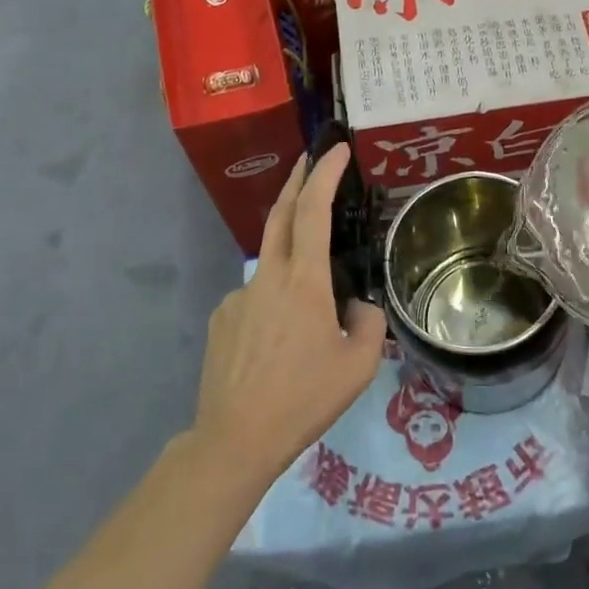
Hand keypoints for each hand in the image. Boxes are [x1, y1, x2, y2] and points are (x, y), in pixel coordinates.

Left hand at [191, 145, 386, 489]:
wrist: (234, 439)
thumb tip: (354, 306)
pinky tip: (280, 342)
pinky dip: (274, 302)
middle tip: (310, 159)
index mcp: (302, 281)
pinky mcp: (221, 319)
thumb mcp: (358, 365)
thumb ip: (367, 322)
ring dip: (292, 257)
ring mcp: (238, 297)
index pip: (313, 211)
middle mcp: (267, 277)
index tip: (335, 150)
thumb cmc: (303, 398)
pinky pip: (256, 298)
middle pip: (281, 213)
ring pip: (271, 263)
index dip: (324, 174)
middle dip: (297, 179)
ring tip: (312, 308)